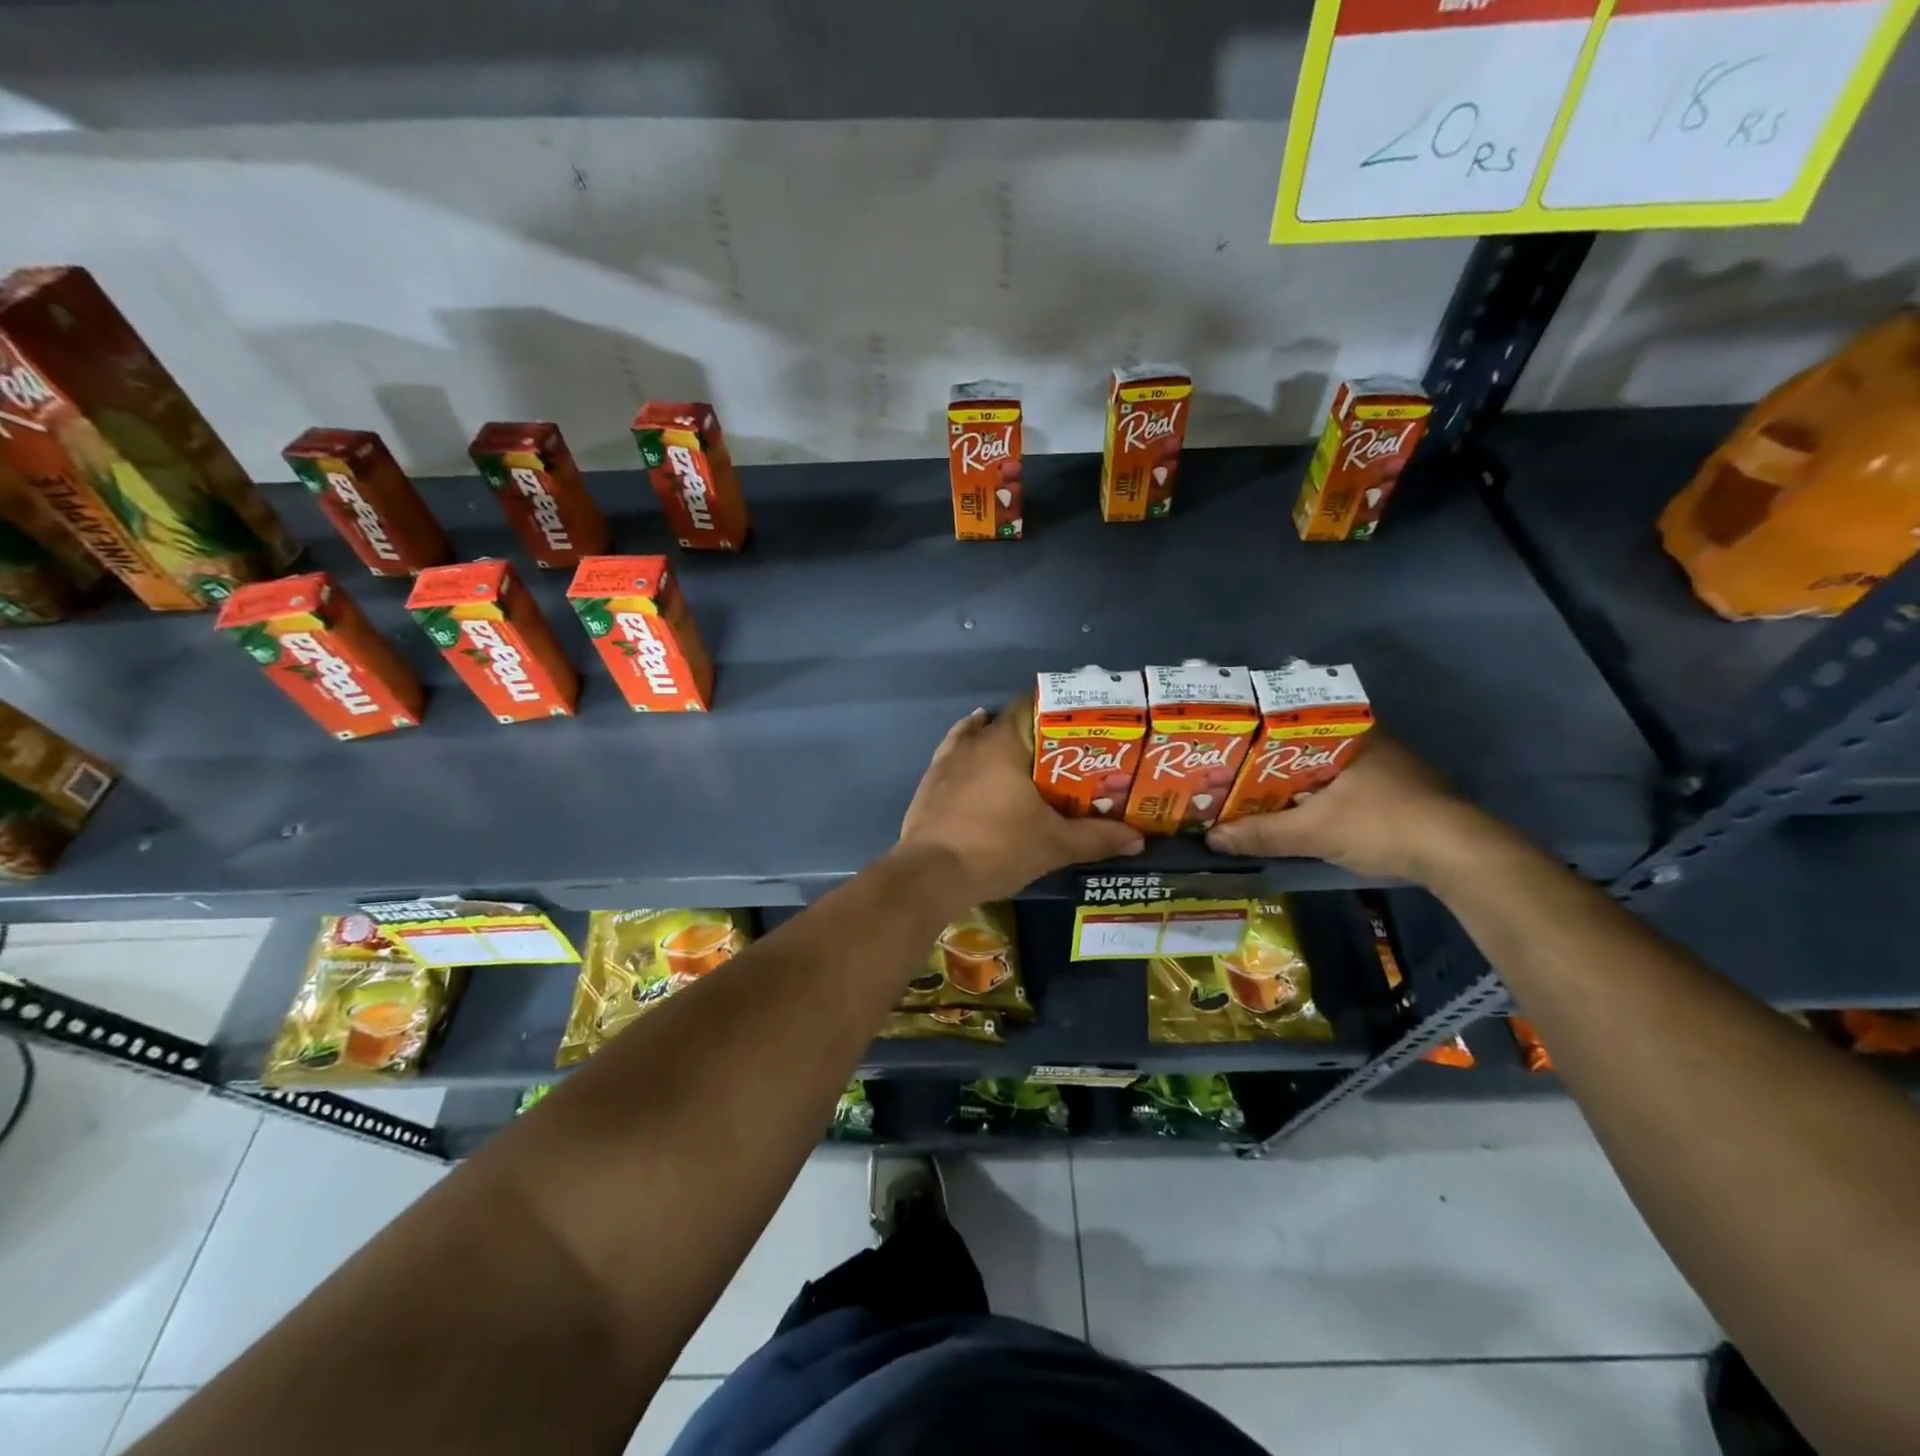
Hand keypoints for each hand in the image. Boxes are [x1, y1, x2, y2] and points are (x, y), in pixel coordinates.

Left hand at [897, 706, 1143, 904]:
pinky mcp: (930, 781)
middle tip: (1068, 753)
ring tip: (1031, 757)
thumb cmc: (996, 849)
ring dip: (1004, 742)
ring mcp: (947, 760)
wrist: (931, 876)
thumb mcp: (1053, 844)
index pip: (1034, 705)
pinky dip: (971, 752)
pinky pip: (955, 754)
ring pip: (981, 738)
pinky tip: (978, 754)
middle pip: (1011, 723)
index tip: (1084, 724)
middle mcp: (974, 741)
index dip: (1061, 711)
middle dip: (1039, 734)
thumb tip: (1138, 838)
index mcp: (1004, 742)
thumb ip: (1096, 837)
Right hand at [1204, 733, 1499, 884]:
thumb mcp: (1313, 831)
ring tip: (1260, 797)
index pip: (1293, 719)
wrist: (1460, 856)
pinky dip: (1322, 798)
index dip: (1259, 733)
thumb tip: (1212, 838)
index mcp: (1350, 732)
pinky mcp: (1404, 795)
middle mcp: (1372, 741)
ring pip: (1329, 769)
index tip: (1231, 747)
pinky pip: (1348, 788)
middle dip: (1274, 762)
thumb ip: (1262, 833)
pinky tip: (1304, 814)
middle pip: (1308, 746)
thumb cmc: (1381, 823)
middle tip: (1237, 775)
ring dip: (1299, 783)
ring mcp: (1392, 768)